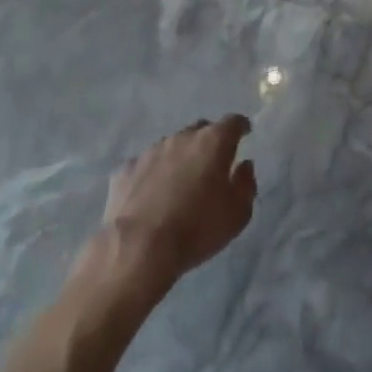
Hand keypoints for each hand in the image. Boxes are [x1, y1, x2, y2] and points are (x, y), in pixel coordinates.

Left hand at [99, 117, 256, 290]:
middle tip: (212, 163)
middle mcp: (182, 137)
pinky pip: (144, 166)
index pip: (233, 122)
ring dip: (179, 158)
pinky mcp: (125, 170)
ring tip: (179, 183)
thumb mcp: (237, 214)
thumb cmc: (196, 229)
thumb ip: (246, 184)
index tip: (245, 133)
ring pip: (171, 145)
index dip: (241, 127)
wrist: (138, 249)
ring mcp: (150, 151)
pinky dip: (152, 175)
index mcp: (213, 142)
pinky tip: (150, 196)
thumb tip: (244, 166)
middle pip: (200, 130)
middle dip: (209, 142)